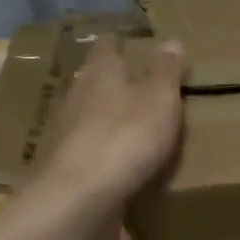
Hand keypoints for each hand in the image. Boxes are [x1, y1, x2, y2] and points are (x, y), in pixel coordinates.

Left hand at [28, 37, 184, 239]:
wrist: (80, 199)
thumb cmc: (125, 139)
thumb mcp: (159, 100)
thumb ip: (166, 72)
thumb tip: (171, 40)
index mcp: (101, 73)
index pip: (107, 47)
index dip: (121, 44)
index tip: (136, 44)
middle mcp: (78, 97)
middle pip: (95, 80)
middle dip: (114, 80)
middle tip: (141, 83)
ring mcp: (69, 134)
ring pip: (90, 115)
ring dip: (108, 116)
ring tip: (134, 122)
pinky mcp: (69, 167)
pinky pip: (90, 150)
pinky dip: (105, 149)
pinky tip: (121, 160)